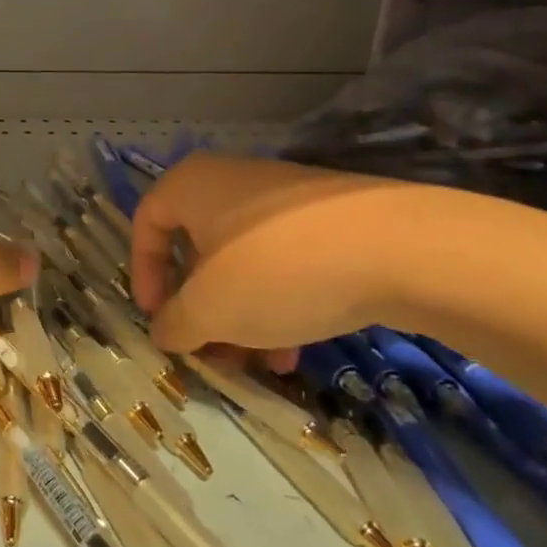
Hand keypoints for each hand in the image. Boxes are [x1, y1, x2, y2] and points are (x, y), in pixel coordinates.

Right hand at [131, 153, 422, 354]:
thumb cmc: (276, 269)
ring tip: (259, 364)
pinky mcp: (332, 220)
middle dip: (203, 309)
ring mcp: (286, 199)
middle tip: (211, 351)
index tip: (158, 318)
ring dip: (242, 317)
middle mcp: (232, 182)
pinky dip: (281, 303)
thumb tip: (166, 331)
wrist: (402, 248)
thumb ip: (175, 323)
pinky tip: (297, 349)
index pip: (146, 224)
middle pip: (199, 250)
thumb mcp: (209, 309)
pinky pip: (286, 263)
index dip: (144, 275)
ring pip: (245, 263)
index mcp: (192, 185)